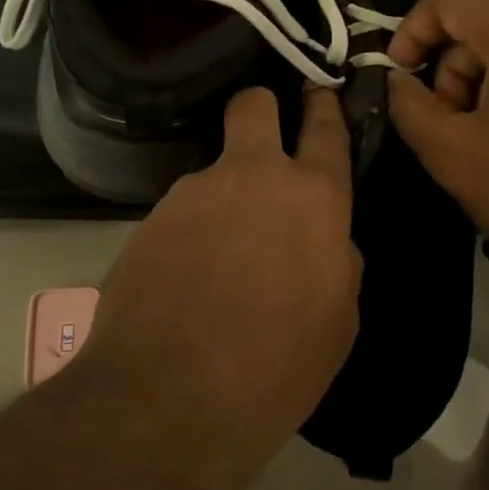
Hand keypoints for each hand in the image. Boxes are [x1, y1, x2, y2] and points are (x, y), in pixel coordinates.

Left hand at [79, 87, 361, 429]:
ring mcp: (195, 193)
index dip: (323, 104)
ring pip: (215, 171)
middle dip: (262, 109)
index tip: (319, 90)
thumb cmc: (277, 366)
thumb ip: (337, 262)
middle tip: (263, 139)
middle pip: (254, 105)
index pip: (325, 128)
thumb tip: (325, 241)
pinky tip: (187, 281)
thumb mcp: (338, 320)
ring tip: (218, 260)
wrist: (169, 399)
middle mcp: (253, 177)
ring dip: (223, 198)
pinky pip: (182, 212)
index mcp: (313, 198)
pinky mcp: (150, 219)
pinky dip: (190, 233)